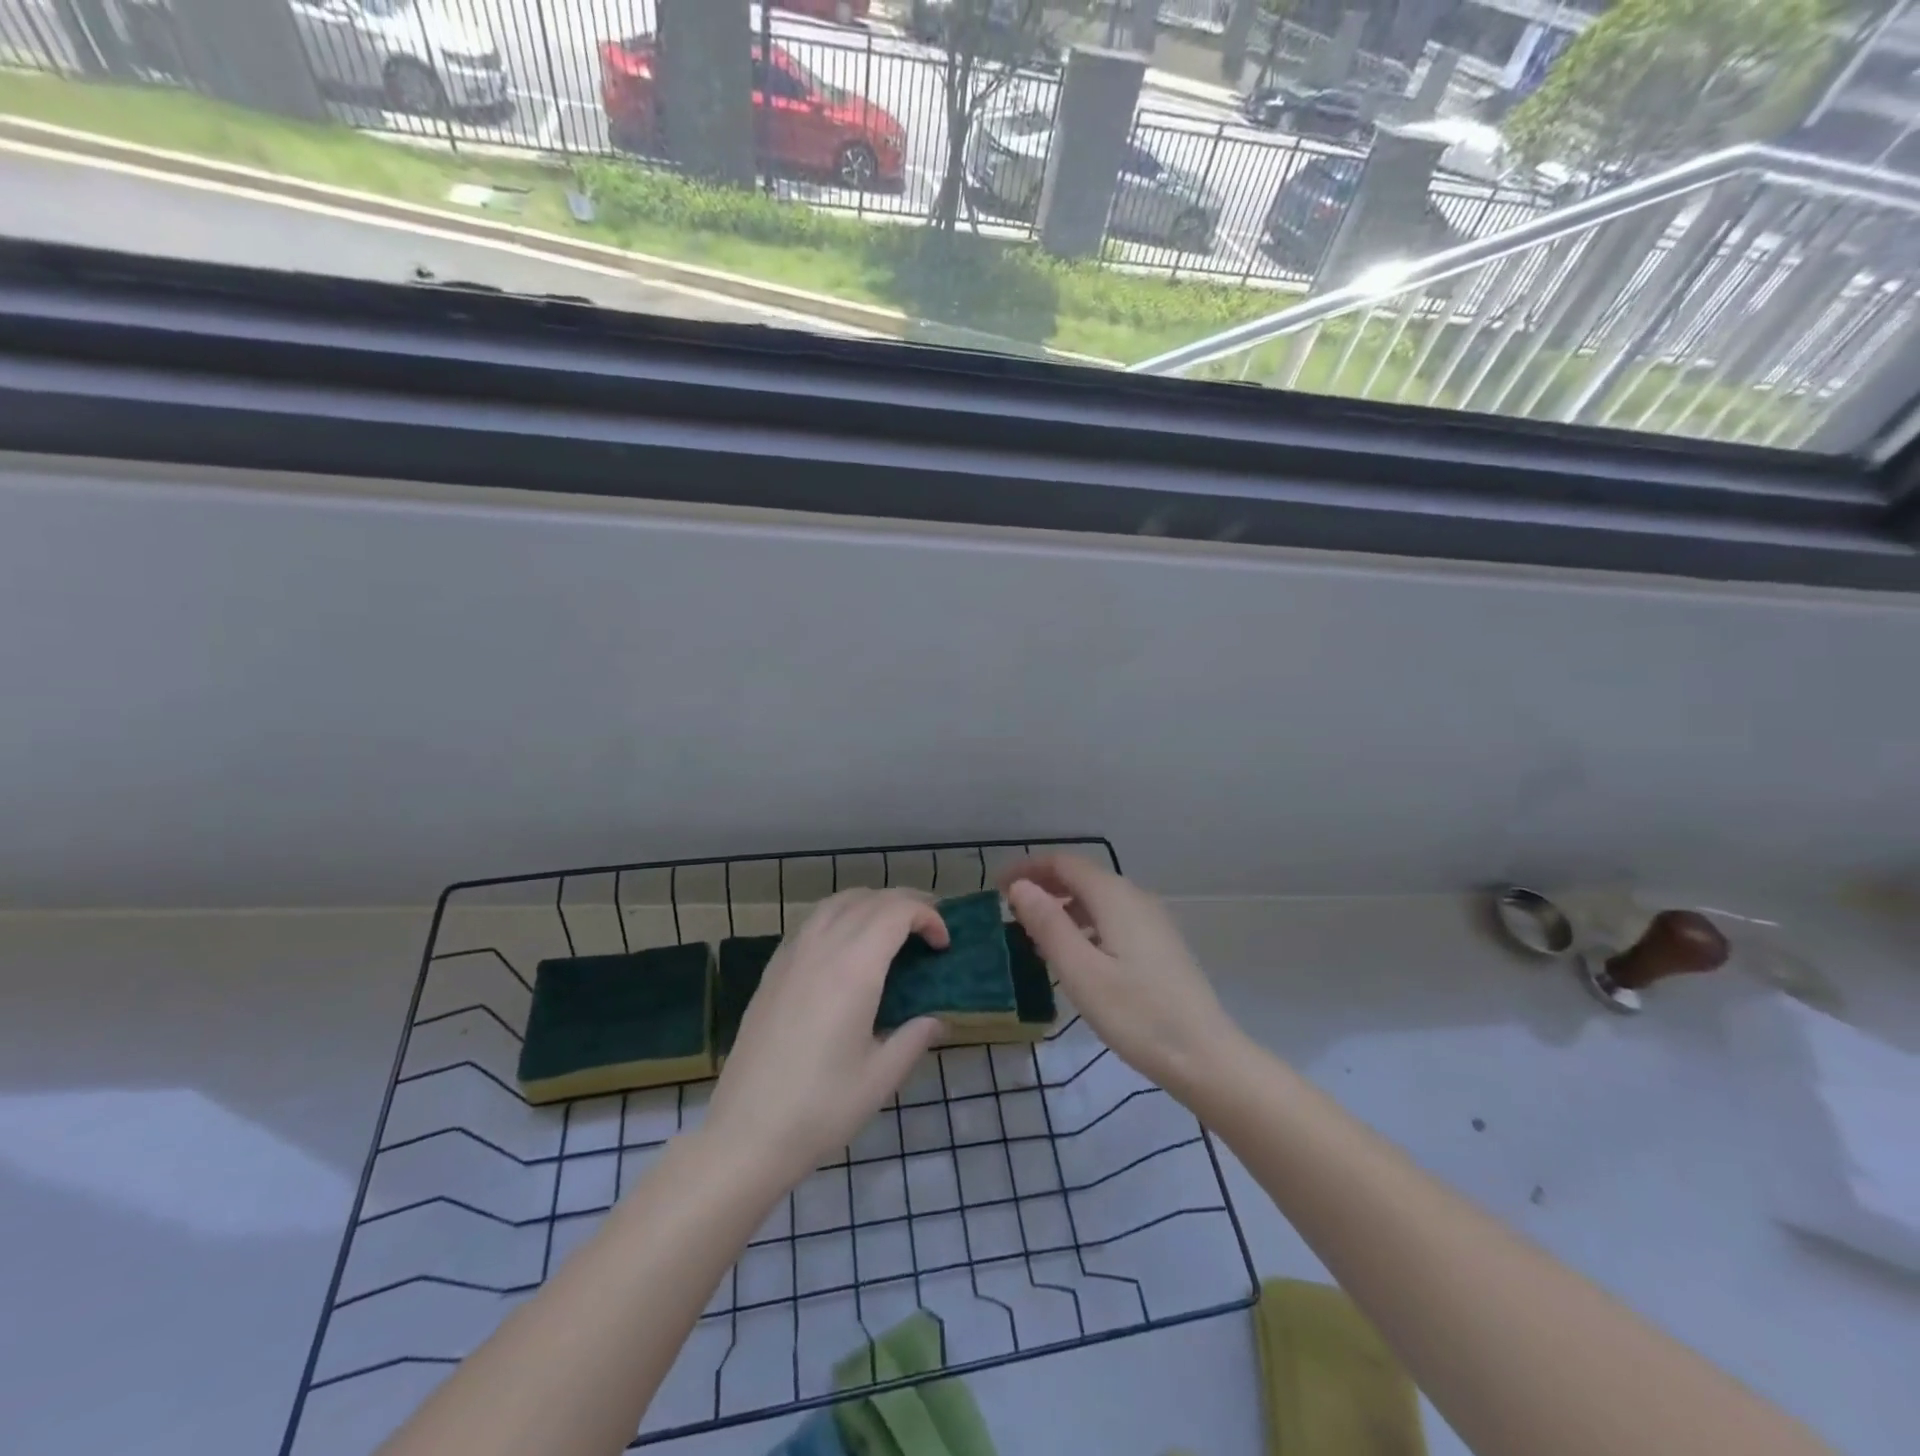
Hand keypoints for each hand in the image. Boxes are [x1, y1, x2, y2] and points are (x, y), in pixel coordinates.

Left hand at [705, 889, 944, 1189]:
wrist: (745, 1134)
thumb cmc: (820, 1109)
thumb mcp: (880, 1078)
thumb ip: (914, 1038)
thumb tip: (937, 1019)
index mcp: (853, 969)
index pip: (896, 912)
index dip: (927, 917)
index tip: (943, 945)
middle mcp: (822, 948)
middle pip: (869, 899)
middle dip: (905, 903)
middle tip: (928, 929)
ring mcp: (792, 955)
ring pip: (836, 902)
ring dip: (870, 903)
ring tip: (891, 928)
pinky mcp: (772, 970)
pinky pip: (812, 921)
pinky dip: (840, 915)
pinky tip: (847, 946)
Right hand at [1002, 854, 1240, 1098]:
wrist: (1206, 1056)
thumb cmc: (1136, 1014)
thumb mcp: (1081, 971)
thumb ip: (1048, 924)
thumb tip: (1020, 886)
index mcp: (1115, 897)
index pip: (1064, 863)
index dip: (1028, 868)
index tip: (997, 887)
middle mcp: (1136, 898)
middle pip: (1082, 877)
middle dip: (1044, 886)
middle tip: (1010, 910)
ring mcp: (1152, 921)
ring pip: (1098, 899)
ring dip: (1063, 906)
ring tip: (1034, 934)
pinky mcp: (1160, 945)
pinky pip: (1113, 918)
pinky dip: (1085, 923)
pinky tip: (1075, 955)